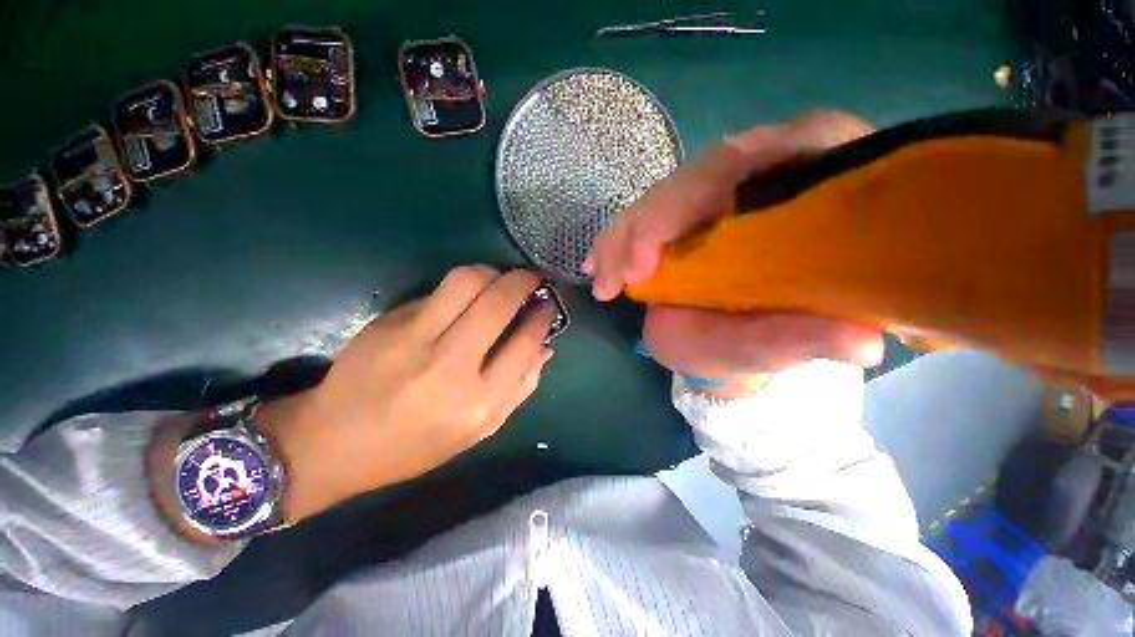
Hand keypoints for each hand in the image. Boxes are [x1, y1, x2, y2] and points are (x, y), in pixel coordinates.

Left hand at [257, 266, 553, 520]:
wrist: (332, 443)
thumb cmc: (415, 446)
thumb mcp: (479, 431)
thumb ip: (519, 388)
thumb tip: (545, 347)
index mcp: (478, 403)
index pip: (524, 342)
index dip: (542, 316)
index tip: (547, 304)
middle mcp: (449, 366)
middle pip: (498, 302)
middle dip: (524, 281)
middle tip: (533, 278)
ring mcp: (413, 339)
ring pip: (466, 281)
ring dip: (493, 272)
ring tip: (501, 279)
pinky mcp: (388, 322)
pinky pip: (437, 291)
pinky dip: (461, 288)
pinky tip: (465, 298)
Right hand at [583, 111, 884, 397]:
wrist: (730, 337)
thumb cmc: (759, 344)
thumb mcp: (782, 347)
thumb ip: (809, 339)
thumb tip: (861, 342)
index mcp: (814, 193)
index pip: (766, 158)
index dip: (698, 200)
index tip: (649, 262)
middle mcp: (768, 178)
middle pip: (700, 175)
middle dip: (648, 225)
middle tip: (614, 277)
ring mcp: (718, 194)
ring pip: (664, 195)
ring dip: (624, 236)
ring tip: (603, 279)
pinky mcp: (684, 213)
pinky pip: (644, 214)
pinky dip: (616, 241)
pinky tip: (596, 266)